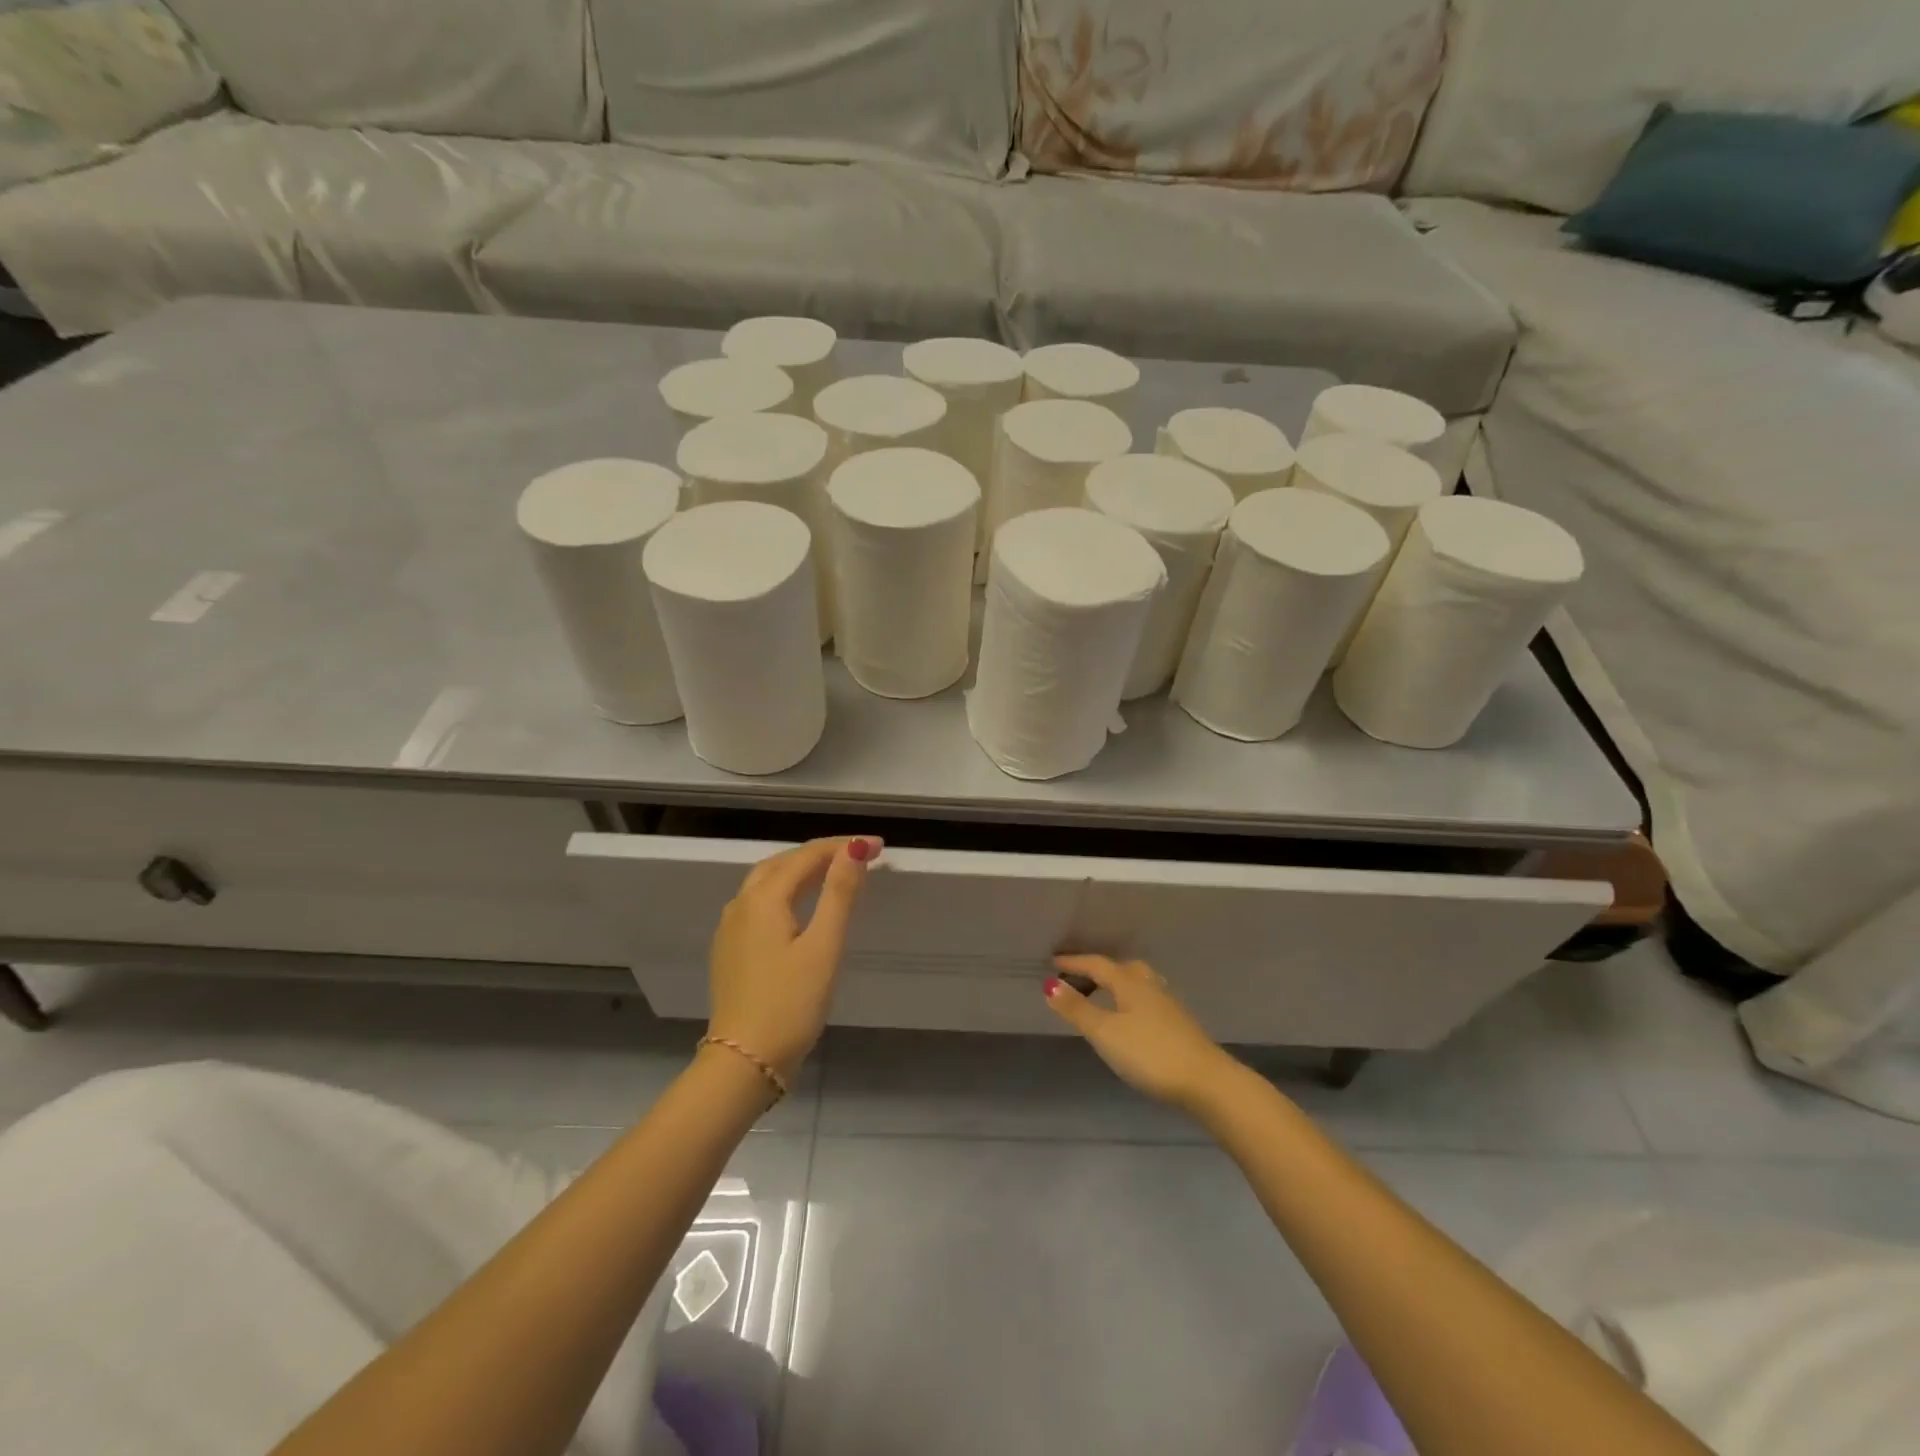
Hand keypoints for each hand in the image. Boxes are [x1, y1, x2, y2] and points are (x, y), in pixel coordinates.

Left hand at [707, 836, 878, 1077]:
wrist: (743, 1062)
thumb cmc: (790, 1004)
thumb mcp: (823, 946)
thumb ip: (839, 893)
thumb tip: (853, 848)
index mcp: (763, 898)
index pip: (807, 855)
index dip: (844, 846)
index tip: (879, 846)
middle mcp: (741, 904)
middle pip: (783, 862)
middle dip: (821, 853)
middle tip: (859, 855)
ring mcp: (731, 928)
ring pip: (767, 882)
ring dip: (801, 870)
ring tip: (835, 873)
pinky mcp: (731, 949)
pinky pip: (759, 903)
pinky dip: (786, 891)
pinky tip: (801, 906)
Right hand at [1044, 954, 1235, 1112]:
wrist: (1206, 1082)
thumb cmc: (1149, 1053)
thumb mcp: (1105, 1032)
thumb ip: (1077, 1008)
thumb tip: (1049, 984)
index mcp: (1129, 982)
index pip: (1096, 964)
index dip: (1073, 963)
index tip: (1053, 963)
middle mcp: (1149, 985)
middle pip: (1120, 968)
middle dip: (1097, 969)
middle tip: (1077, 975)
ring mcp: (1167, 1004)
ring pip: (1137, 982)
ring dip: (1116, 983)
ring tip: (1101, 993)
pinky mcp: (1178, 1024)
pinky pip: (1146, 999)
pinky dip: (1130, 999)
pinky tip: (1129, 1016)